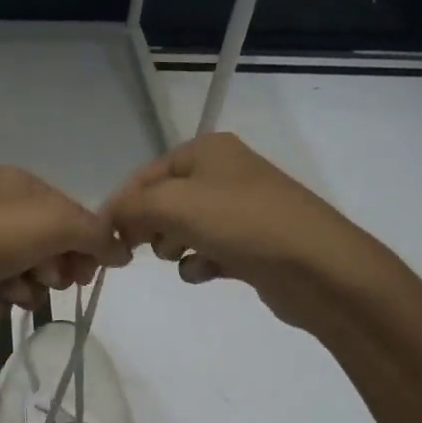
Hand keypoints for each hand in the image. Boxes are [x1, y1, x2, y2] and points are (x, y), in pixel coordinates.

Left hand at [0, 167, 131, 347]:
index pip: (70, 213)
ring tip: (14, 293)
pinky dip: (0, 300)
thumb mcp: (50, 225)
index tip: (90, 273)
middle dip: (56, 266)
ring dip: (28, 287)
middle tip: (49, 281)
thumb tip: (122, 250)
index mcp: (17, 185)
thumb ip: (93, 234)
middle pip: (48, 243)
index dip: (86, 244)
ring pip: (23, 270)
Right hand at [103, 133, 378, 328]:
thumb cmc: (241, 223)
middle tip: (141, 249)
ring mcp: (239, 209)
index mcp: (206, 150)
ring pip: (183, 228)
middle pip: (162, 201)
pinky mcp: (250, 243)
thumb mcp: (173, 204)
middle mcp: (223, 172)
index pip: (144, 176)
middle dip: (149, 227)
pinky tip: (207, 272)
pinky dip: (200, 263)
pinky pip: (207, 250)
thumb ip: (130, 207)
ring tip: (184, 257)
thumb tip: (109, 220)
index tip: (104, 239)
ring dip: (174, 247)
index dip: (121, 206)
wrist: (317, 266)